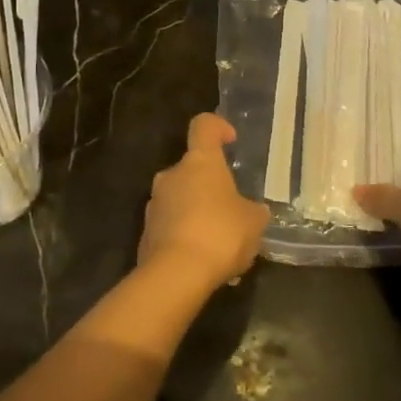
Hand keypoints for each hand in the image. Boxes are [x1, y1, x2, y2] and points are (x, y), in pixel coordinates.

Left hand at [138, 114, 269, 288]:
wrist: (176, 274)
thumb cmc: (221, 234)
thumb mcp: (254, 222)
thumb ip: (253, 211)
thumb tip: (253, 210)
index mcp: (200, 162)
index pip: (204, 126)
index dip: (217, 127)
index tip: (230, 140)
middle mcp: (171, 175)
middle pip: (192, 169)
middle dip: (211, 186)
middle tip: (232, 211)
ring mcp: (154, 204)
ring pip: (181, 200)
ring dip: (198, 213)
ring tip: (221, 244)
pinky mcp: (146, 233)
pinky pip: (171, 227)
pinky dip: (186, 236)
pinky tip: (204, 262)